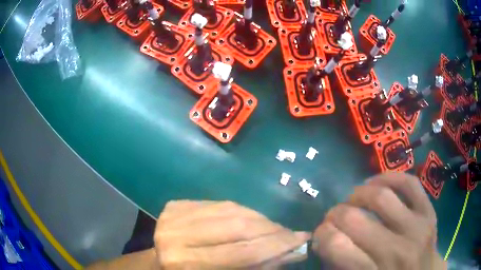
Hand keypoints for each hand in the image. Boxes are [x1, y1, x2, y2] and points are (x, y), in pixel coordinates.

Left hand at [154, 201, 309, 268]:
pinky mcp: (175, 204)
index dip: (276, 245)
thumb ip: (258, 267)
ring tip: (275, 227)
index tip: (302, 238)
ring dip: (259, 219)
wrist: (159, 263)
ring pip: (230, 210)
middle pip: (237, 226)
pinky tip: (252, 220)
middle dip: (271, 229)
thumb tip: (294, 251)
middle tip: (291, 232)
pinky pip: (218, 204)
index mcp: (186, 264)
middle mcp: (175, 237)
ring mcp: (172, 216)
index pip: (242, 253)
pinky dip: (241, 211)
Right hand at [312, 173, 445, 269]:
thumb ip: (341, 265)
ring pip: (382, 197)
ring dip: (357, 195)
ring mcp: (417, 227)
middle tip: (332, 217)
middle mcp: (396, 251)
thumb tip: (324, 239)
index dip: (321, 236)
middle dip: (334, 215)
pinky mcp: (429, 210)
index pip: (337, 248)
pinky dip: (388, 178)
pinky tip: (376, 184)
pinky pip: (409, 183)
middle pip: (355, 220)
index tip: (320, 234)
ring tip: (352, 200)